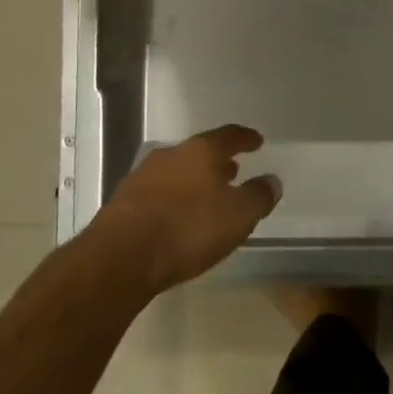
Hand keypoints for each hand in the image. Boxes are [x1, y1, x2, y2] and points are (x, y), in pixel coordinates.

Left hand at [86, 125, 280, 297]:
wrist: (120, 257)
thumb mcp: (237, 216)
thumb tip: (273, 181)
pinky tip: (176, 215)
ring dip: (194, 179)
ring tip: (206, 195)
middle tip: (233, 170)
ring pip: (177, 170)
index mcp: (202, 151)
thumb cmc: (187, 230)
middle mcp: (172, 154)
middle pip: (200, 152)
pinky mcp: (123, 201)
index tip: (257, 140)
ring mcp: (144, 175)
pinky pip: (158, 192)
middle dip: (218, 161)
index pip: (229, 136)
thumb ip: (258, 196)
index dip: (245, 138)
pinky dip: (173, 197)